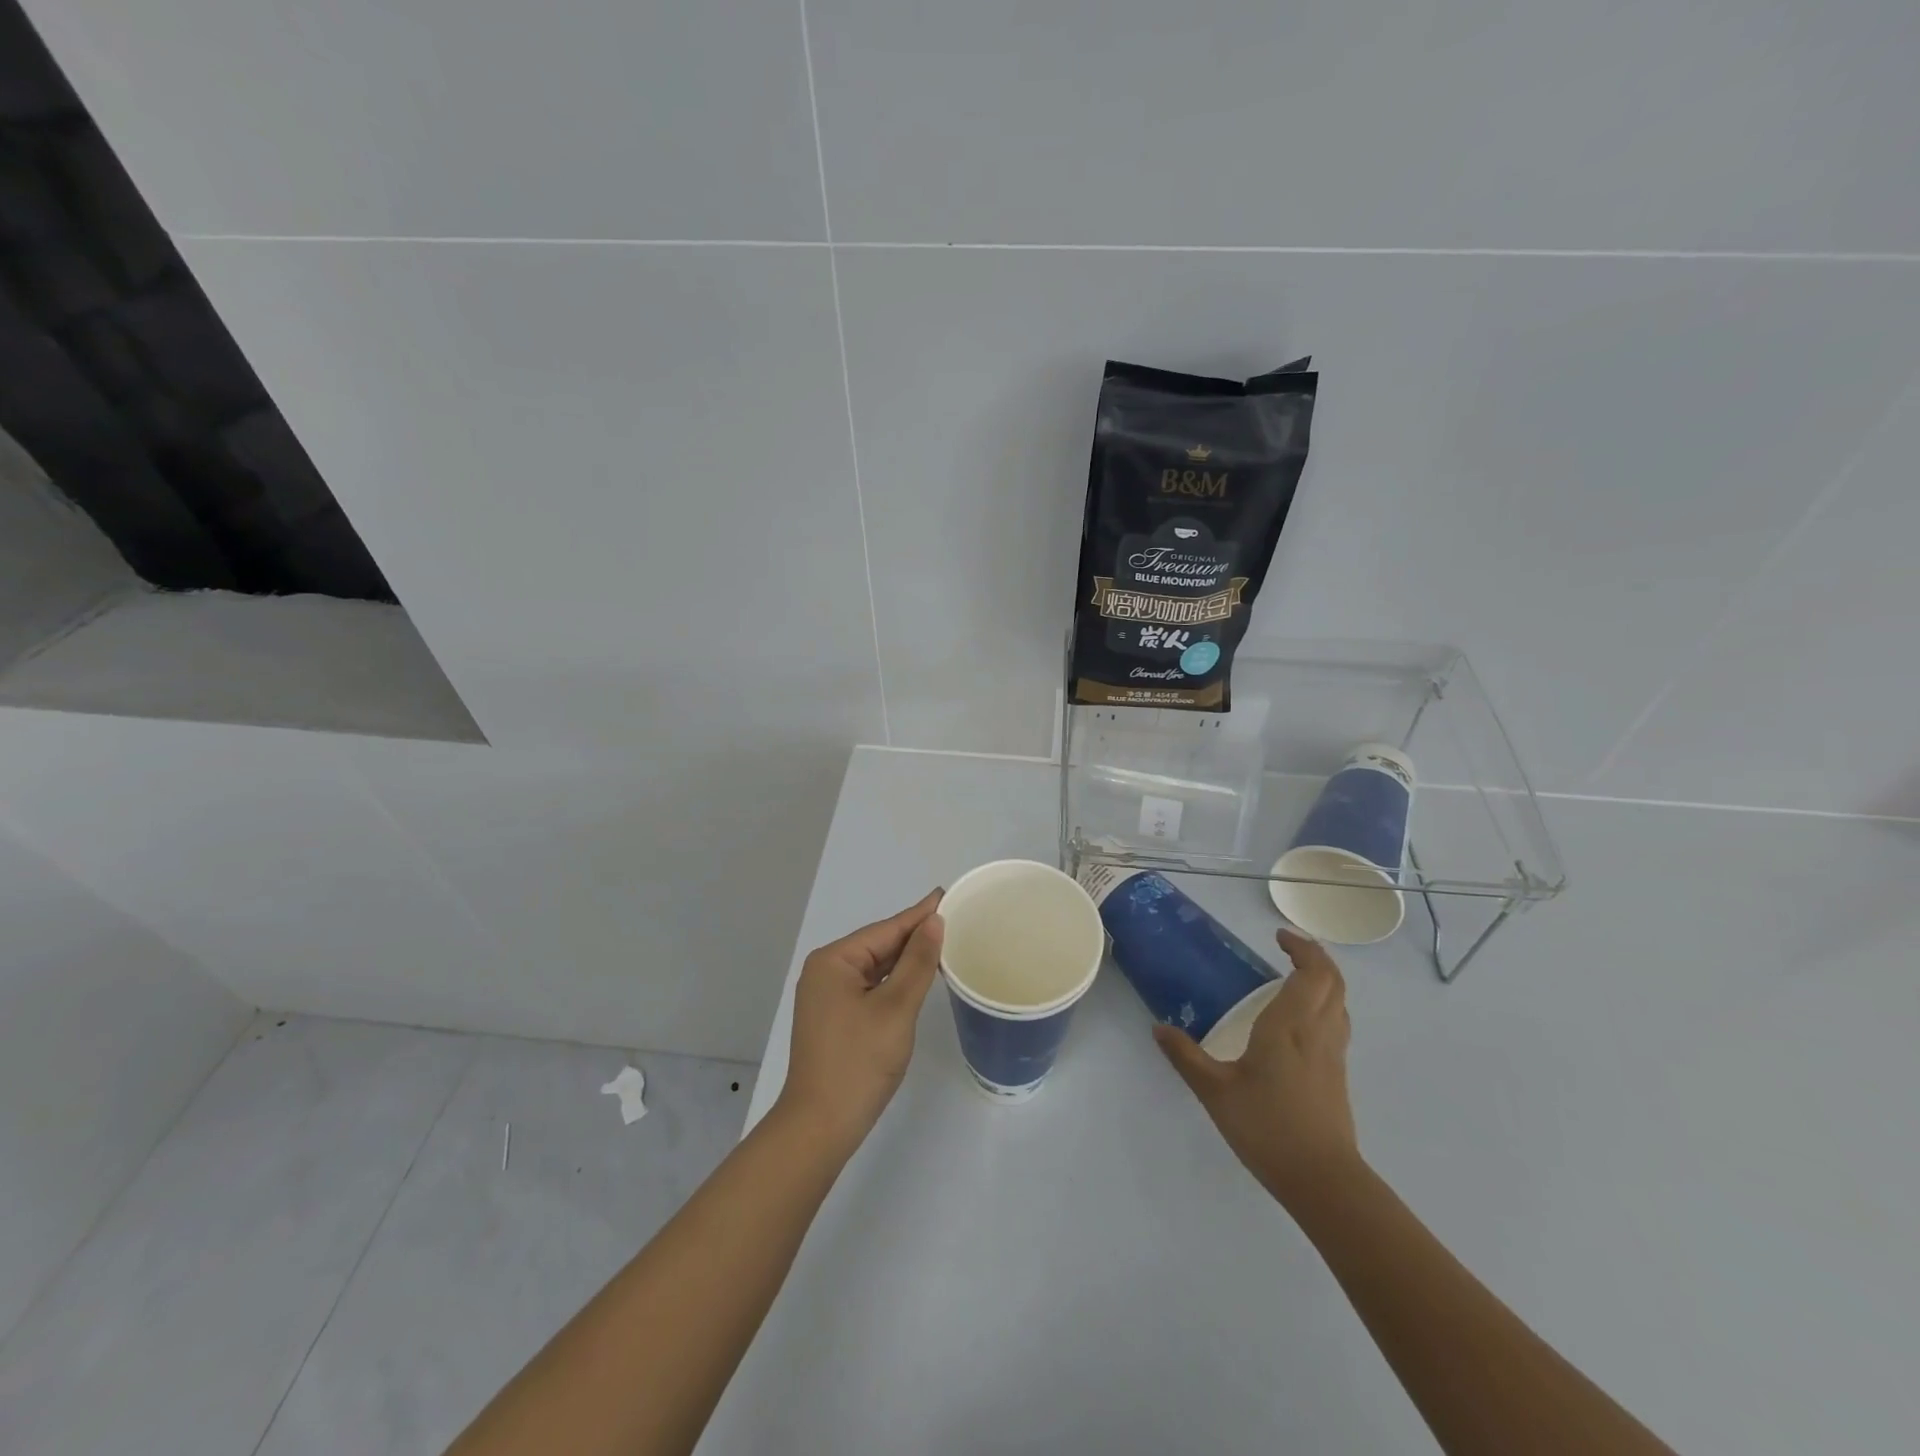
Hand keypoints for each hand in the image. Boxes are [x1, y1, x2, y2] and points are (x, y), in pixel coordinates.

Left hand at [776, 890, 944, 1154]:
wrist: (820, 1126)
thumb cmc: (858, 1062)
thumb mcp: (896, 1008)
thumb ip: (917, 962)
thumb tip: (934, 922)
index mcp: (834, 961)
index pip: (886, 930)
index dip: (919, 914)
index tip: (946, 894)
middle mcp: (826, 971)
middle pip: (879, 946)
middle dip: (914, 936)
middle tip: (954, 920)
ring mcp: (827, 996)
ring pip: (875, 968)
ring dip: (906, 960)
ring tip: (943, 944)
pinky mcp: (834, 1018)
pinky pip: (870, 987)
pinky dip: (895, 982)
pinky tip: (917, 979)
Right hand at [1154, 927, 1359, 1207]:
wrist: (1323, 1181)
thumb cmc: (1267, 1128)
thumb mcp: (1215, 1091)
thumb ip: (1186, 1056)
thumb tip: (1158, 1029)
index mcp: (1290, 1026)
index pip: (1312, 973)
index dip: (1302, 948)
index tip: (1279, 936)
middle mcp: (1318, 1032)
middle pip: (1333, 982)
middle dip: (1315, 958)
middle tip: (1286, 949)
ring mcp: (1333, 1055)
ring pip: (1340, 1003)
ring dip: (1323, 981)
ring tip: (1293, 979)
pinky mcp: (1338, 1076)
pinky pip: (1337, 1024)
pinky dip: (1324, 1006)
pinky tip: (1298, 1023)